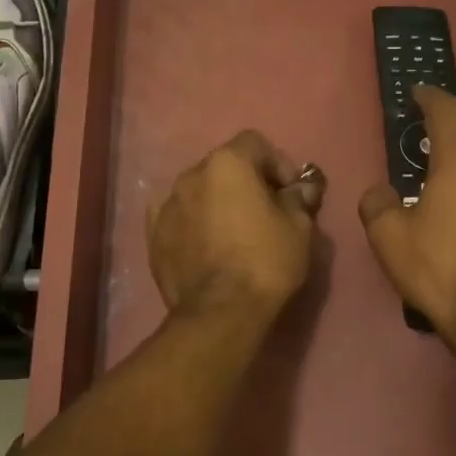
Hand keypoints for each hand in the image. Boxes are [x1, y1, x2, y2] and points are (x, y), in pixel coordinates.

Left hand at [148, 131, 325, 323]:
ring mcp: (167, 205)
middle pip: (224, 166)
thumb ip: (298, 198)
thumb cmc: (267, 261)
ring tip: (233, 233)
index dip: (277, 163)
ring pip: (199, 192)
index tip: (289, 192)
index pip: (255, 143)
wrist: (221, 311)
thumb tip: (301, 188)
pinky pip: (178, 218)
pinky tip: (206, 246)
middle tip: (264, 211)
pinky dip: (193, 224)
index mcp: (227, 163)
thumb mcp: (299, 227)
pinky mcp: (153, 236)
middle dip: (245, 182)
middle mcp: (191, 174)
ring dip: (217, 202)